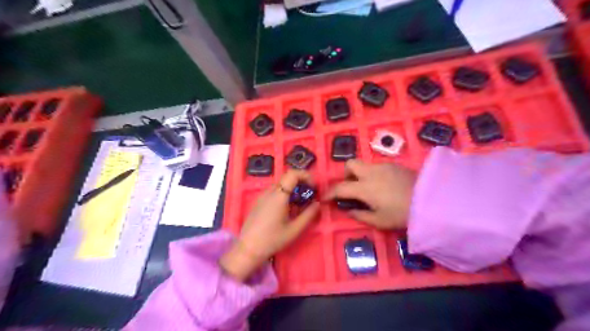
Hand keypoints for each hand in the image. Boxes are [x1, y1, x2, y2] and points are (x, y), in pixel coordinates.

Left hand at [218, 171, 317, 281]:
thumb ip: (309, 214)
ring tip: (298, 206)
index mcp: (279, 195)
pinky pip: (274, 192)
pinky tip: (286, 211)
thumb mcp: (295, 229)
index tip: (312, 187)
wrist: (248, 249)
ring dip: (292, 191)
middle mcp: (269, 192)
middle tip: (308, 198)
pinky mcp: (258, 202)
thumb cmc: (273, 239)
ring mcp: (262, 196)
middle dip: (301, 184)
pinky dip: (284, 195)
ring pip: (281, 186)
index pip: (292, 173)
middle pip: (287, 179)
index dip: (305, 176)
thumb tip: (318, 203)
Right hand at [325, 159, 415, 228]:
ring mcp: (383, 166)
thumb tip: (349, 210)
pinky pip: (377, 167)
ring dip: (361, 175)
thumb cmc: (402, 214)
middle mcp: (371, 172)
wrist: (432, 201)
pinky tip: (385, 186)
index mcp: (364, 187)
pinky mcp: (394, 165)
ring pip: (364, 165)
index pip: (340, 188)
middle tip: (352, 188)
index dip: (329, 193)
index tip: (324, 198)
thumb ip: (360, 215)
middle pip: (350, 164)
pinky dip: (374, 175)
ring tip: (370, 189)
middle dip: (346, 175)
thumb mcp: (379, 221)